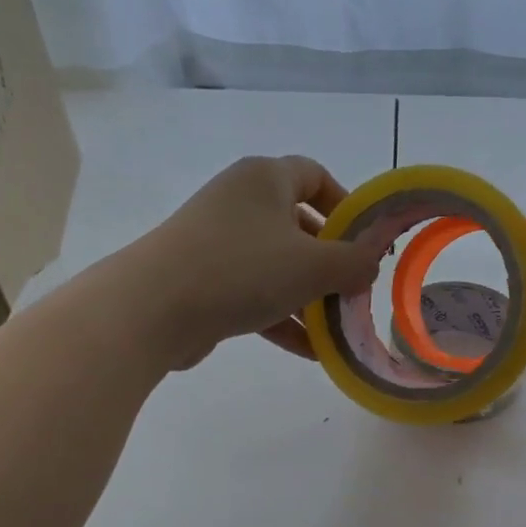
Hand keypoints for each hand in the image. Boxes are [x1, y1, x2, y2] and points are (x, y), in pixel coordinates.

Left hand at [126, 154, 384, 369]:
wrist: (153, 308)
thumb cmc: (242, 269)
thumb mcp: (313, 266)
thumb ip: (354, 261)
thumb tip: (372, 261)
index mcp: (264, 179)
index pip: (314, 175)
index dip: (346, 204)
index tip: (366, 241)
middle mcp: (240, 202)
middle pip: (299, 226)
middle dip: (331, 262)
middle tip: (354, 291)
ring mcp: (218, 242)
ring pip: (277, 265)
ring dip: (310, 298)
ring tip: (338, 330)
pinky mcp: (204, 280)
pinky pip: (254, 293)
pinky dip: (282, 318)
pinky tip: (310, 351)